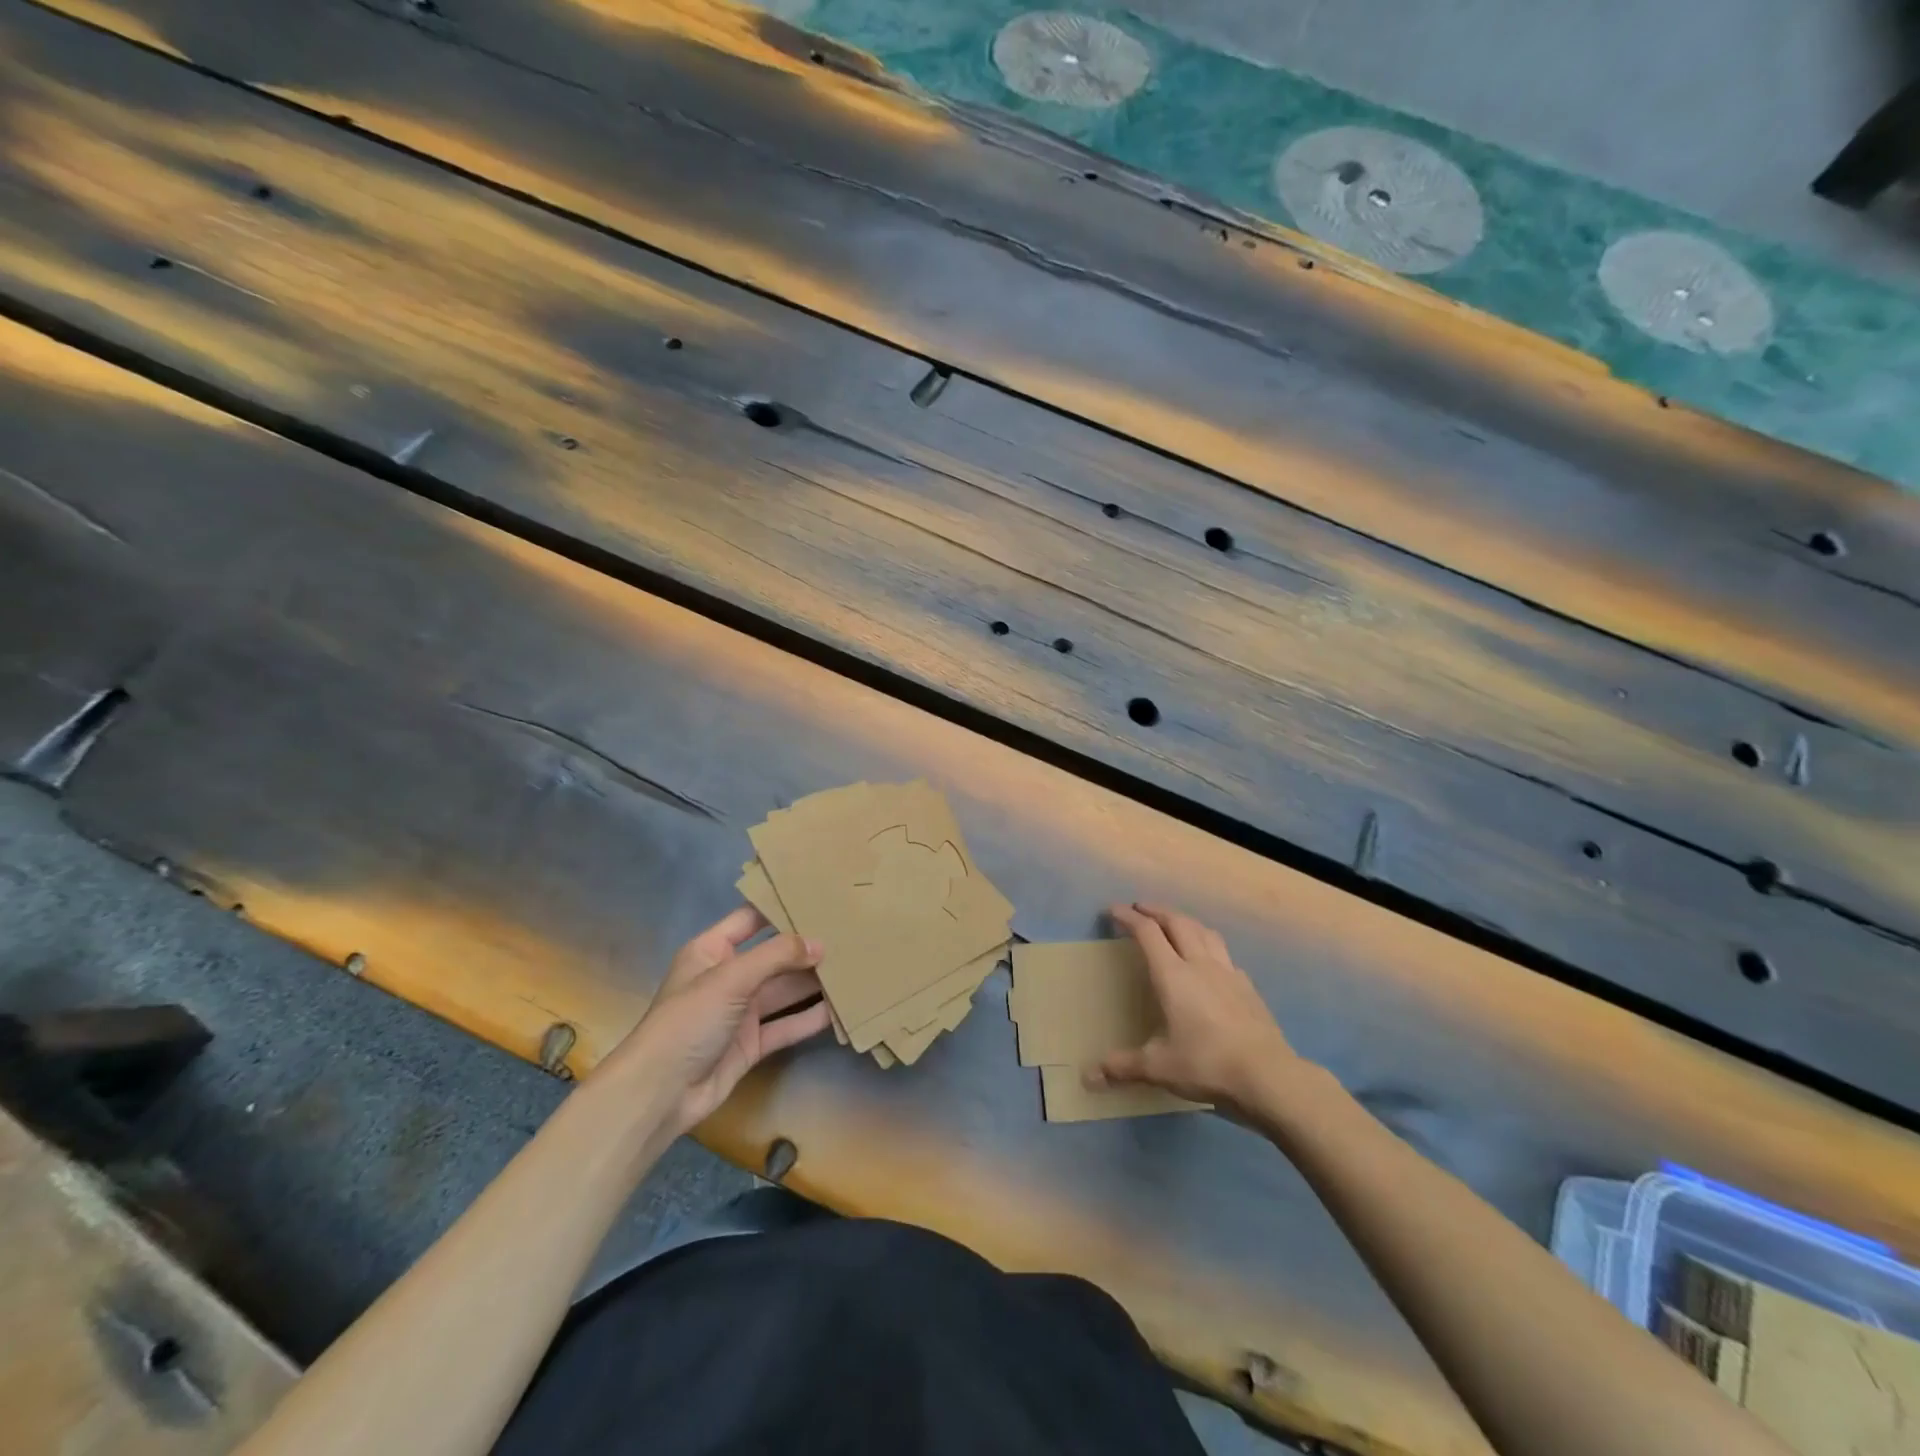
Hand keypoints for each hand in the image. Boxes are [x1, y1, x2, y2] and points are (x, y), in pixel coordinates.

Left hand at [601, 907, 831, 1136]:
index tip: (818, 897)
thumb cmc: (688, 1021)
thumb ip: (776, 956)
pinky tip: (840, 1010)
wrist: (660, 1094)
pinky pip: (786, 1025)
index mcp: (712, 951)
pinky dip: (809, 1018)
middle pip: (774, 956)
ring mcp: (740, 1012)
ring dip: (813, 983)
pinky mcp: (751, 1043)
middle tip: (849, 936)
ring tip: (853, 969)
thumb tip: (818, 944)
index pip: (750, 919)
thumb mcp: (730, 978)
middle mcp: (728, 977)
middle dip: (806, 949)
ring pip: (784, 991)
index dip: (780, 908)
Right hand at [1089, 903, 1311, 1116]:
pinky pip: (1226, 956)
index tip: (1113, 910)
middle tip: (1141, 908)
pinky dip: (1211, 947)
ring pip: (1205, 932)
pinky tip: (1211, 962)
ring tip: (1175, 923)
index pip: (1148, 933)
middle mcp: (1200, 965)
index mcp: (1173, 976)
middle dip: (1157, 911)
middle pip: (1178, 922)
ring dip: (1186, 921)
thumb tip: (1088, 1077)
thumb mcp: (1159, 1068)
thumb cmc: (1207, 1065)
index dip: (1128, 917)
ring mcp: (1228, 974)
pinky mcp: (1249, 988)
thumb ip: (1123, 1067)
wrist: (1268, 1076)